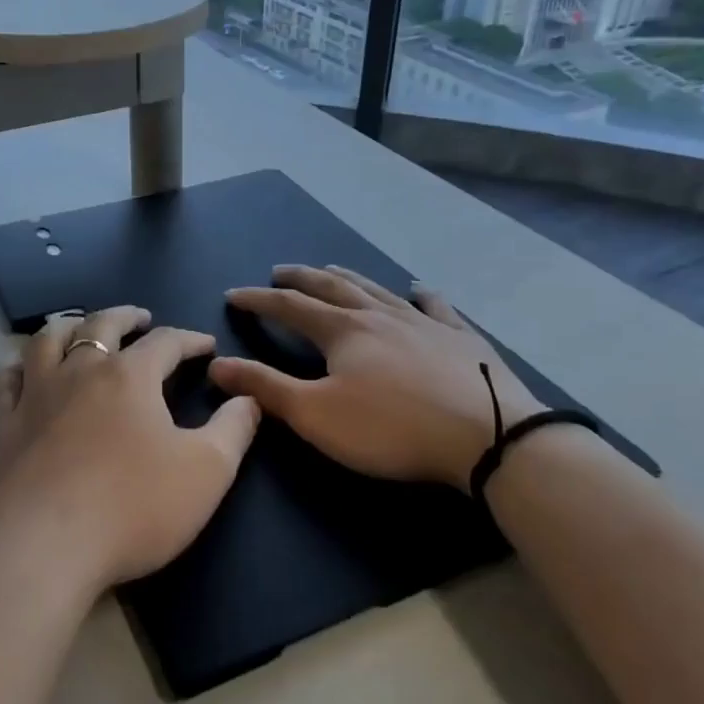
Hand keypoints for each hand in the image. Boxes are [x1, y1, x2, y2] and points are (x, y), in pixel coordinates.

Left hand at [0, 306, 260, 595]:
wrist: (40, 550)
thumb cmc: (131, 508)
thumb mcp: (206, 473)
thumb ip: (233, 431)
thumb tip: (248, 397)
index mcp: (129, 377)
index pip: (166, 343)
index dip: (189, 339)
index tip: (205, 344)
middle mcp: (79, 372)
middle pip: (102, 325)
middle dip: (125, 316)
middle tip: (139, 316)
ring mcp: (33, 396)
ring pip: (47, 341)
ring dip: (68, 326)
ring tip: (79, 326)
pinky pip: (7, 383)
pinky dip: (18, 369)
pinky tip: (20, 372)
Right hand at [209, 265, 545, 491]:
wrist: (487, 435)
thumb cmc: (392, 428)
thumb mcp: (316, 415)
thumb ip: (265, 388)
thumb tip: (217, 363)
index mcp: (342, 331)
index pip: (288, 307)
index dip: (258, 300)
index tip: (234, 294)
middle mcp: (378, 314)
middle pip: (330, 287)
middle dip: (300, 278)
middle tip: (279, 271)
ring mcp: (423, 321)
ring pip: (376, 289)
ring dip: (348, 277)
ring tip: (331, 268)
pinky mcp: (461, 337)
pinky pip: (436, 306)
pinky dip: (422, 294)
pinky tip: (419, 288)